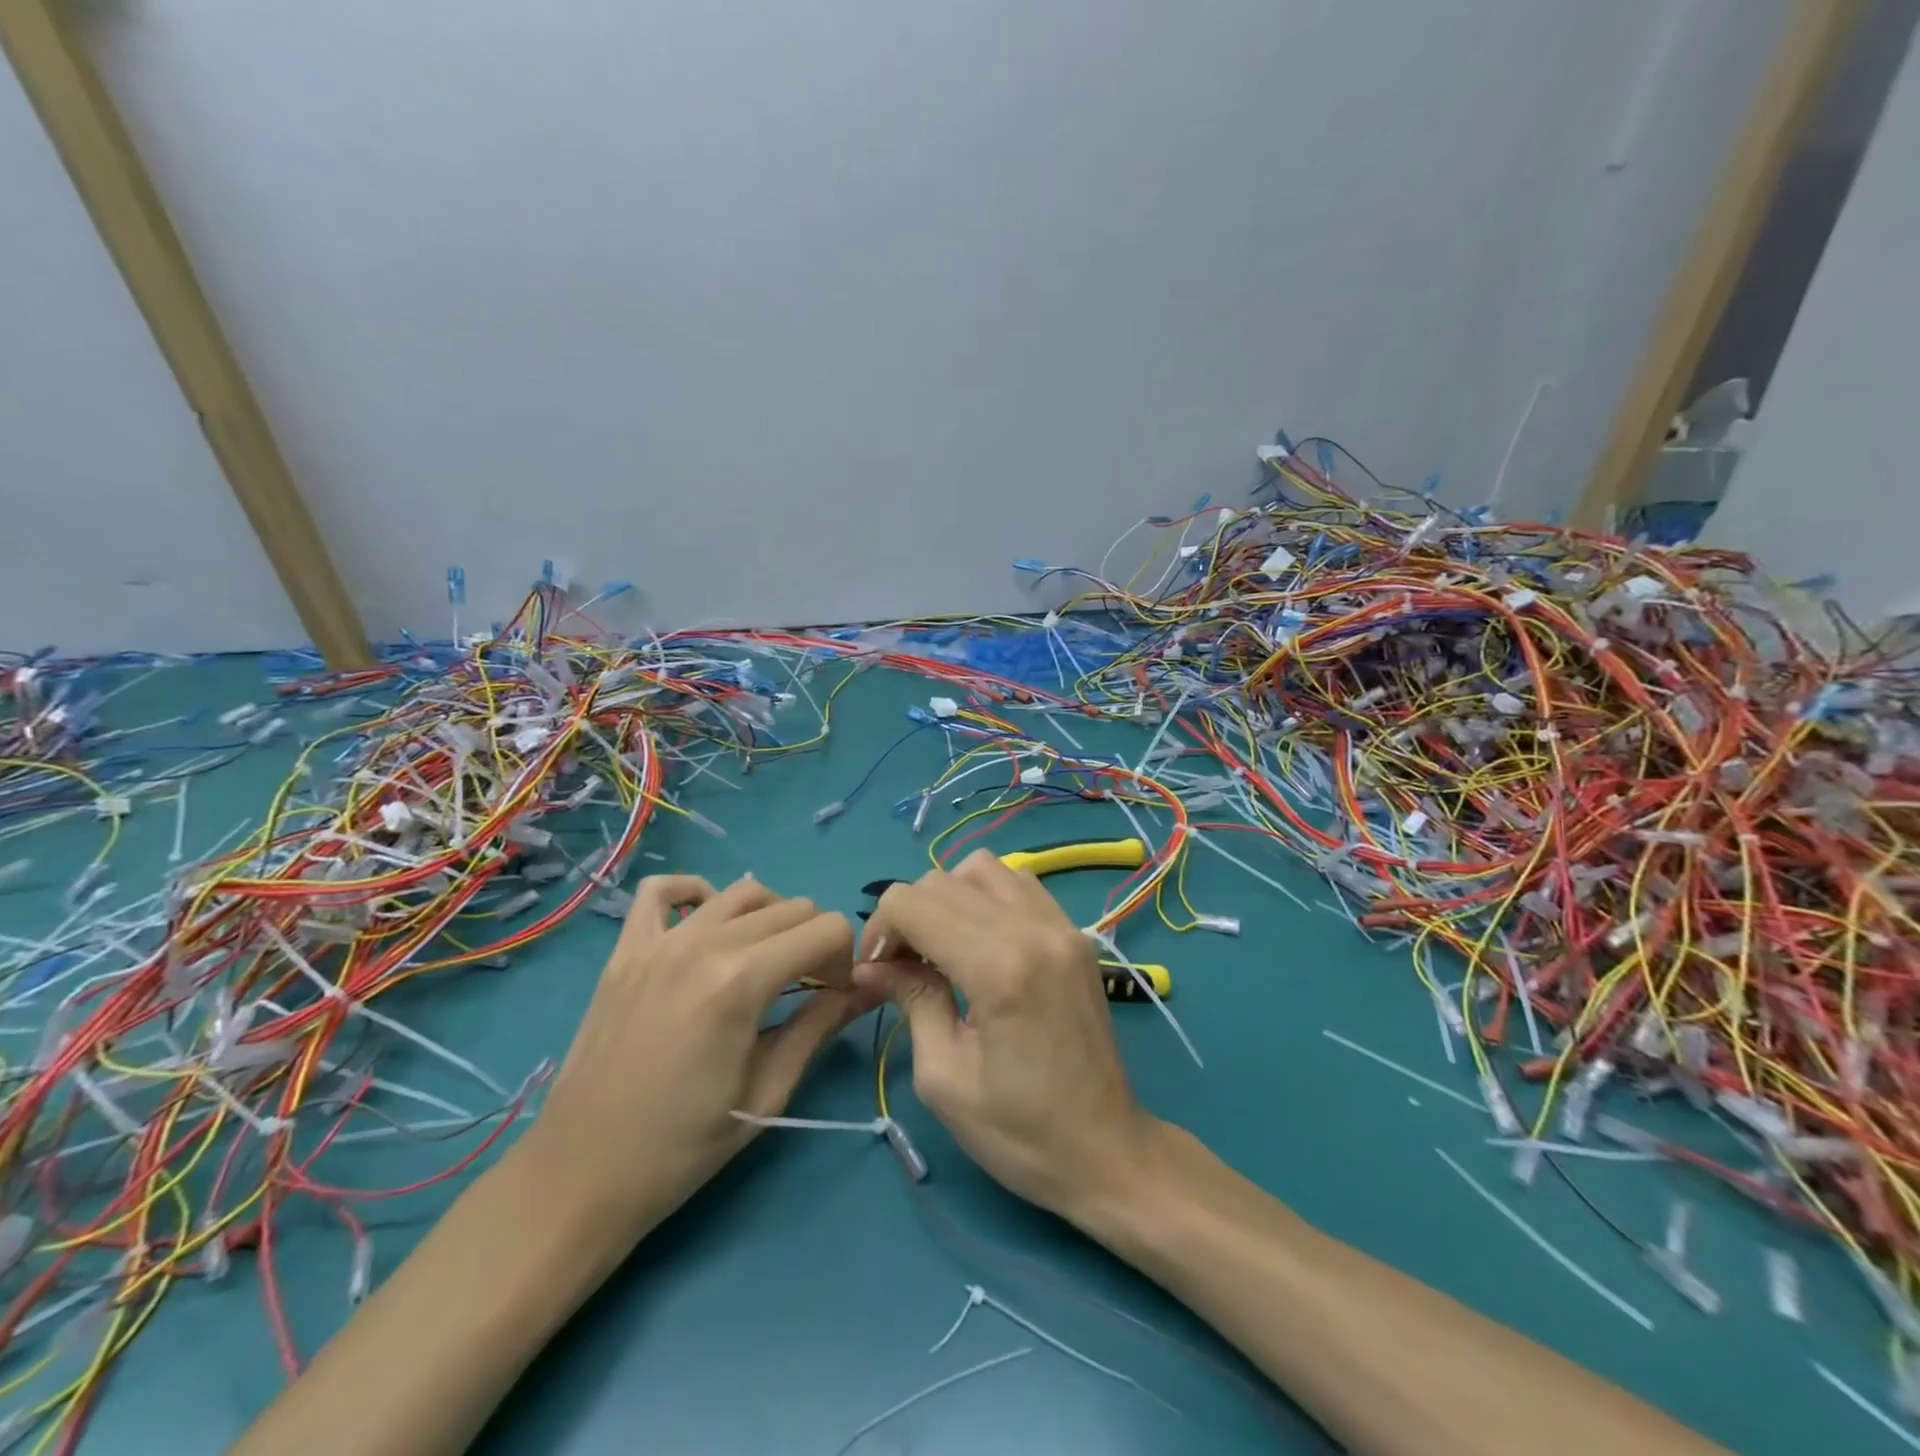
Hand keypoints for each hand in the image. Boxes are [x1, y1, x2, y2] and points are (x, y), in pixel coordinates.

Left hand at [518, 874, 870, 1245]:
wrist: (582, 1175)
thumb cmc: (683, 1147)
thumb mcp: (767, 1092)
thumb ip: (820, 1026)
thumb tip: (871, 988)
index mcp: (741, 981)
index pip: (826, 929)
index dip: (844, 960)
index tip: (833, 998)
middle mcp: (704, 943)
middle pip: (792, 907)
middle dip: (815, 942)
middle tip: (807, 988)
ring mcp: (659, 940)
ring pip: (742, 891)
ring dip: (771, 917)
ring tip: (766, 960)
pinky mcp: (625, 949)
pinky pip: (662, 890)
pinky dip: (696, 892)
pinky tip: (707, 922)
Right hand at [852, 850, 1155, 1221]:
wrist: (1108, 1150)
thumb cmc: (1020, 1132)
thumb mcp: (945, 1078)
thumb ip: (911, 1001)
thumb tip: (871, 965)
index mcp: (1000, 967)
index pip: (914, 904)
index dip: (880, 930)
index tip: (875, 972)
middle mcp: (1034, 929)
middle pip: (943, 880)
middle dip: (908, 915)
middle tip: (900, 966)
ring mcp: (1061, 925)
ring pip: (983, 868)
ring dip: (948, 897)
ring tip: (940, 947)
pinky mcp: (1075, 932)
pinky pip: (1018, 884)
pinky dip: (986, 896)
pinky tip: (979, 940)